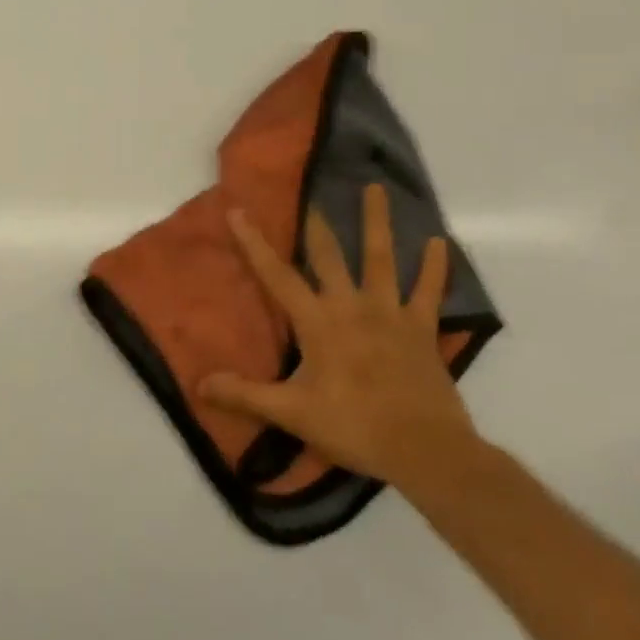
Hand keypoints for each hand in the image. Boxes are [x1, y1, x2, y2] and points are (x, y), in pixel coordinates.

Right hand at [199, 184, 477, 486]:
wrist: (426, 451)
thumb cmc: (354, 427)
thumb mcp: (292, 413)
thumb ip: (245, 396)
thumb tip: (200, 383)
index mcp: (318, 322)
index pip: (277, 275)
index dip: (254, 243)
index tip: (238, 211)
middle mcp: (351, 306)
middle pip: (329, 256)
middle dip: (315, 224)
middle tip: (309, 192)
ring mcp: (390, 314)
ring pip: (381, 259)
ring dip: (376, 223)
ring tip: (375, 188)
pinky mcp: (421, 330)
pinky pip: (429, 292)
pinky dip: (434, 267)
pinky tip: (439, 242)